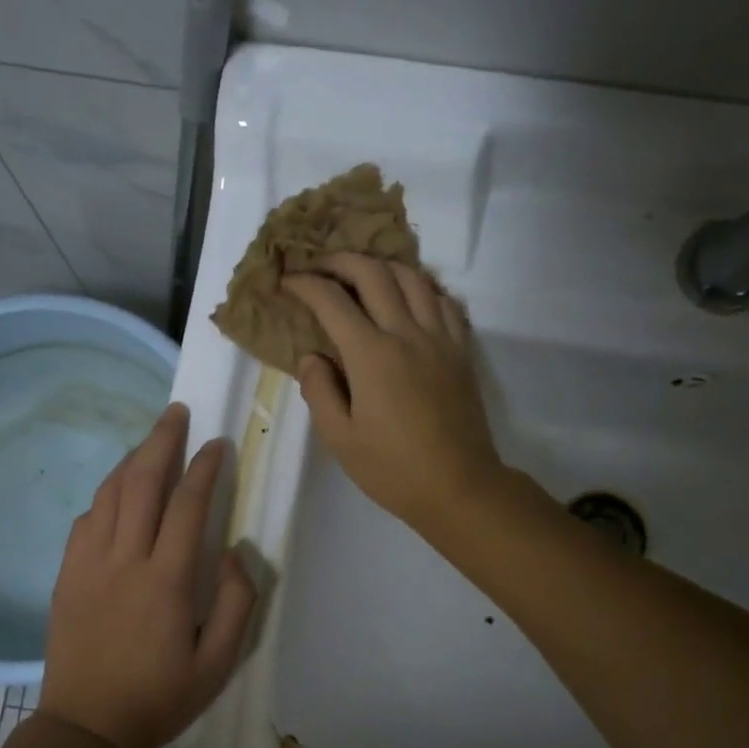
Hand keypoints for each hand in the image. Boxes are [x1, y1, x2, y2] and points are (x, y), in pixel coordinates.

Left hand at [40, 403, 257, 747]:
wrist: (87, 727)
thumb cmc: (159, 697)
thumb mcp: (217, 662)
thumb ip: (236, 603)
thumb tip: (236, 552)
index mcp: (165, 580)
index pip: (187, 506)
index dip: (204, 468)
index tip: (218, 443)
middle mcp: (124, 560)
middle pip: (141, 483)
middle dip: (161, 442)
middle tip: (176, 413)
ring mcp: (88, 564)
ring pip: (109, 495)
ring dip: (131, 461)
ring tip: (150, 441)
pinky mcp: (65, 575)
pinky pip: (85, 520)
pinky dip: (104, 497)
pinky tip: (117, 495)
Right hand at [282, 255, 503, 529]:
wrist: (459, 487)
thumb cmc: (392, 469)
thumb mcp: (340, 439)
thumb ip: (319, 391)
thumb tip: (312, 357)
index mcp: (372, 355)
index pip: (332, 301)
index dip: (305, 284)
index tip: (287, 281)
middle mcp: (407, 334)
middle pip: (374, 273)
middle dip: (341, 260)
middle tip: (320, 266)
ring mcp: (440, 339)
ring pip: (413, 278)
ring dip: (383, 266)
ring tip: (363, 275)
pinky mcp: (461, 350)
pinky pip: (444, 301)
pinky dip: (422, 287)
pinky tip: (409, 297)